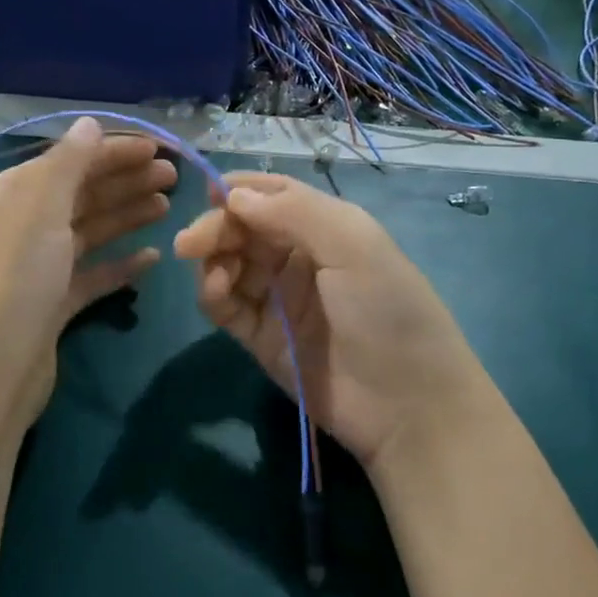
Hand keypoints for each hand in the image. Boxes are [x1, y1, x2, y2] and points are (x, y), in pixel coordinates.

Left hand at [0, 118, 175, 441]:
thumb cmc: (14, 277)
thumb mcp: (40, 208)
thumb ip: (68, 162)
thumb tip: (89, 122)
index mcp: (11, 194)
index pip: (69, 160)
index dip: (114, 151)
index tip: (160, 148)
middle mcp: (21, 225)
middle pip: (81, 193)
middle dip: (126, 181)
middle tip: (174, 177)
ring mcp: (37, 268)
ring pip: (89, 231)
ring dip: (127, 215)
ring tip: (168, 207)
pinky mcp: (52, 305)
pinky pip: (92, 275)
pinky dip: (120, 265)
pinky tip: (152, 259)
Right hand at [173, 173, 490, 472]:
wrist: (407, 405)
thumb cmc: (387, 310)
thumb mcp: (353, 245)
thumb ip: (293, 211)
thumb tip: (233, 195)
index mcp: (327, 227)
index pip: (274, 196)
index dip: (240, 191)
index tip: (207, 193)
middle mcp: (300, 257)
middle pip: (245, 229)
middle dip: (217, 228)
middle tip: (190, 242)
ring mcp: (279, 299)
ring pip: (230, 264)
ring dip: (213, 259)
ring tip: (214, 271)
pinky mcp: (261, 337)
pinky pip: (226, 305)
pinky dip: (213, 292)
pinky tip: (217, 290)